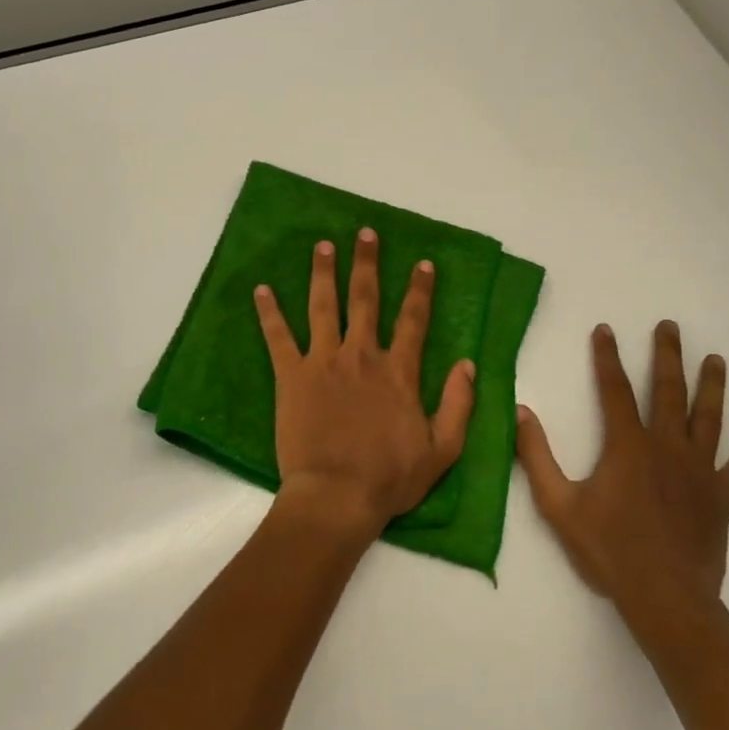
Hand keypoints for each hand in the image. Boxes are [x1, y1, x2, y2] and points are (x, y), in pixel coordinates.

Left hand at [254, 229, 476, 538]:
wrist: (337, 496)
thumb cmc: (390, 478)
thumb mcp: (443, 449)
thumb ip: (458, 404)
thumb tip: (467, 364)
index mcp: (398, 372)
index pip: (413, 320)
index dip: (420, 289)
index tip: (422, 263)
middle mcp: (362, 356)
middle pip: (365, 300)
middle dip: (367, 263)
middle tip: (365, 233)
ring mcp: (324, 362)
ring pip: (323, 306)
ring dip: (323, 273)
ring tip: (322, 246)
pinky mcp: (292, 376)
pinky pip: (278, 337)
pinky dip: (269, 312)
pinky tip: (261, 289)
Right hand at [517, 320, 728, 646]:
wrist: (664, 597)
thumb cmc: (608, 550)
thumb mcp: (558, 505)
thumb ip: (537, 457)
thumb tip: (521, 412)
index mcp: (628, 447)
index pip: (615, 390)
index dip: (607, 357)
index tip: (605, 330)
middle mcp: (668, 448)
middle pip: (670, 392)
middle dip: (668, 356)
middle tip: (670, 327)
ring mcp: (700, 472)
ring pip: (709, 419)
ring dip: (712, 387)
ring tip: (716, 360)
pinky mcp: (722, 498)